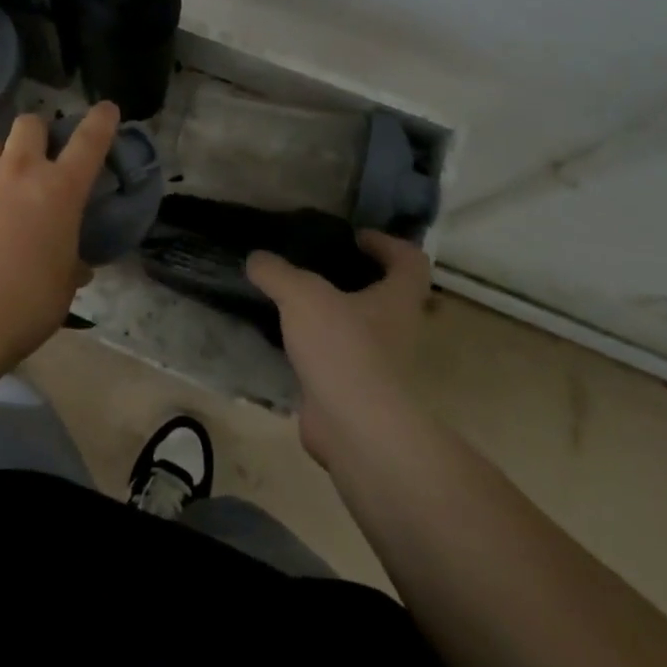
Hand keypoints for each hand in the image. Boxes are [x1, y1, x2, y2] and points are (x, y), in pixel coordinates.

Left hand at [0, 103, 120, 364]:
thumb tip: (74, 266)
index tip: (106, 109)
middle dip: (37, 133)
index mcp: (59, 189)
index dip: (100, 121)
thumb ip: (70, 266)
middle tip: (39, 158)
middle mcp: (18, 172)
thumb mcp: (62, 288)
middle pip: (29, 124)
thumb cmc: (24, 304)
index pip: (89, 141)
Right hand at [248, 231, 431, 466]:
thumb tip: (256, 259)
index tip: (354, 238)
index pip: (409, 261)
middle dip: (355, 281)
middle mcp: (397, 331)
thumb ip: (277, 272)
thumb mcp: (301, 295)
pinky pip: (336, 361)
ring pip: (359, 330)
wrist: (355, 429)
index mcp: (397, 299)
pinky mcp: (355, 393)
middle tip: (315, 269)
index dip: (387, 244)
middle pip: (386, 296)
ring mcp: (379, 366)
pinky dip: (315, 350)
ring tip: (291, 303)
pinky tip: (283, 342)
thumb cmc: (342, 347)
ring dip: (332, 316)